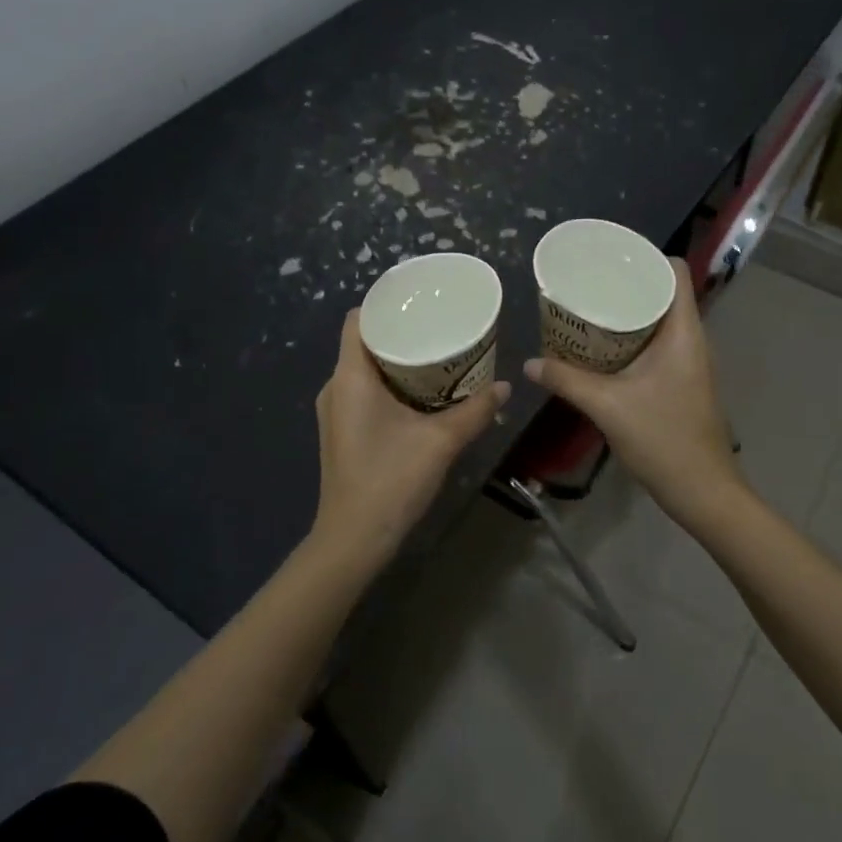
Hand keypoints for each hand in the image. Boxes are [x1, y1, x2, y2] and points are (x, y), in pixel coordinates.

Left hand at [312, 310, 509, 556]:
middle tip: (439, 327)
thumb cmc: (390, 480)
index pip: (357, 320)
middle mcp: (336, 387)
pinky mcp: (342, 431)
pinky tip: (422, 394)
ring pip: (365, 369)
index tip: (420, 302)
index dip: (385, 305)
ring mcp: (336, 412)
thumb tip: (505, 386)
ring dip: (397, 361)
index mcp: (350, 377)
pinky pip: (364, 392)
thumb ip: (475, 411)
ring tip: (436, 355)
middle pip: (364, 342)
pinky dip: (390, 384)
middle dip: (401, 333)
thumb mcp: (441, 442)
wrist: (354, 539)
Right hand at [523, 259, 744, 530]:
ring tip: (589, 309)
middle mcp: (691, 339)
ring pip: (659, 320)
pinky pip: (656, 344)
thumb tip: (529, 364)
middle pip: (663, 293)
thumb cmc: (663, 439)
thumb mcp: (607, 406)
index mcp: (683, 332)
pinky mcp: (681, 381)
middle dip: (627, 284)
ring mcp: (688, 362)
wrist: (702, 490)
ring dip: (628, 313)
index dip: (646, 258)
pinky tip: (602, 348)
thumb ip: (566, 381)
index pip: (676, 272)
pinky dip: (631, 338)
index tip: (609, 258)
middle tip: (587, 282)